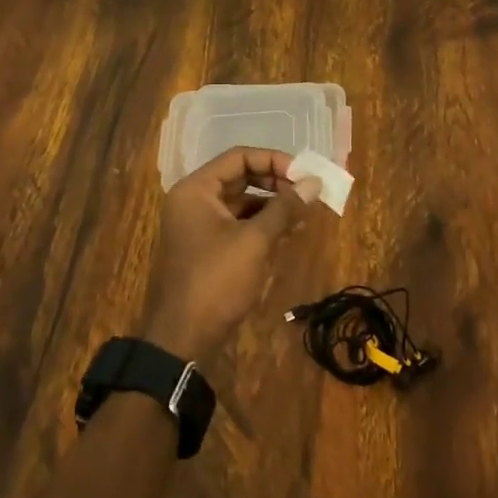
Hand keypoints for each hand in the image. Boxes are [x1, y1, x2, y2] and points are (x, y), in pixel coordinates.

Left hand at [141, 147, 319, 361]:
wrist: (182, 339)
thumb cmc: (216, 281)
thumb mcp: (254, 241)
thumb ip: (285, 208)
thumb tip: (315, 182)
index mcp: (196, 189)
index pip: (239, 158)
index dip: (274, 161)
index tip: (304, 175)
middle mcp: (194, 200)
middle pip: (240, 177)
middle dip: (276, 182)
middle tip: (307, 192)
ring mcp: (198, 225)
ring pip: (241, 202)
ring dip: (272, 204)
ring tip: (304, 213)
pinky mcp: (207, 248)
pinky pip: (238, 224)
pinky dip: (262, 224)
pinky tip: (289, 232)